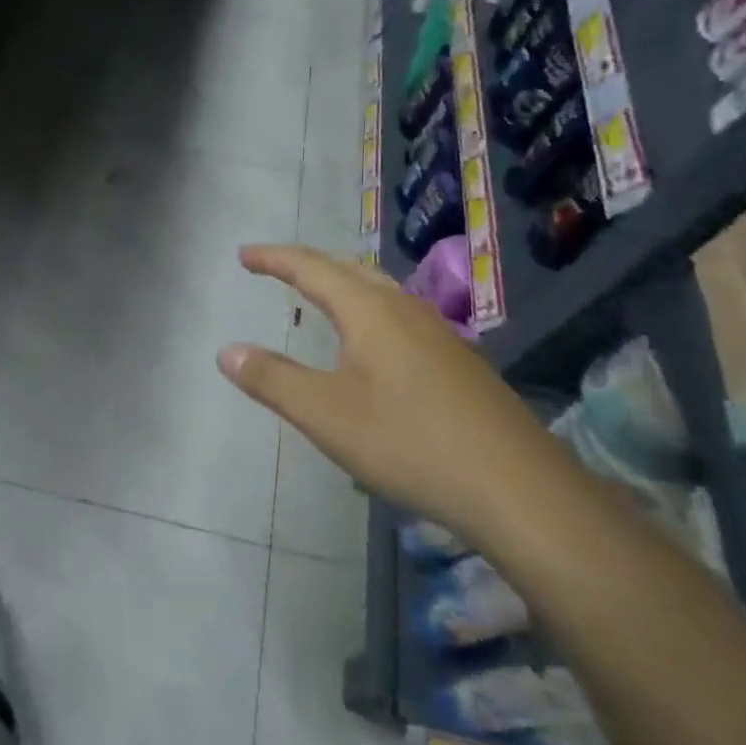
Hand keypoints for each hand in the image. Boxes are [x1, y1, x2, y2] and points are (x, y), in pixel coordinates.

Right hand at [217, 245, 578, 540]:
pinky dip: (368, 309)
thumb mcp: (325, 414)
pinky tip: (372, 342)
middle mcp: (406, 310)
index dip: (274, 258)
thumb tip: (226, 351)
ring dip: (342, 283)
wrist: (518, 489)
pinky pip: (399, 315)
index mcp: (370, 311)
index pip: (312, 268)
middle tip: (276, 267)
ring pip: (381, 291)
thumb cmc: (409, 442)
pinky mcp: (458, 362)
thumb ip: (272, 379)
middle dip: (308, 264)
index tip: (243, 255)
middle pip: (350, 269)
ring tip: (318, 293)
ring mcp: (439, 335)